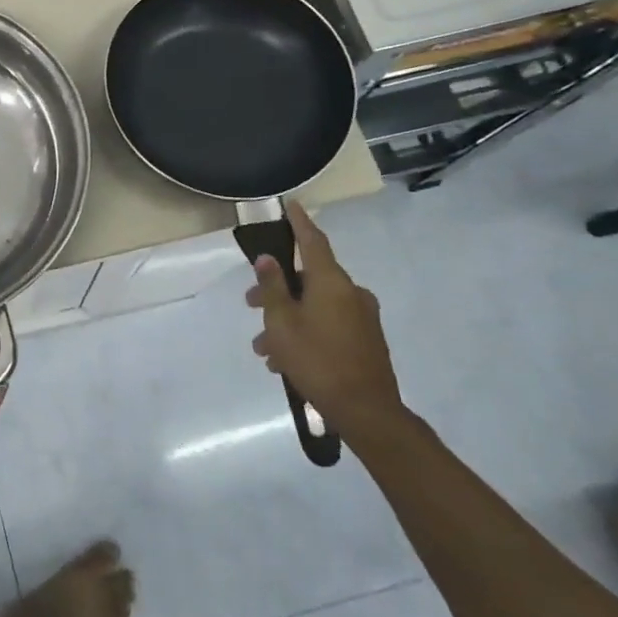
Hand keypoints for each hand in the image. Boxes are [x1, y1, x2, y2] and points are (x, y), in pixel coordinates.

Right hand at [244, 202, 404, 441]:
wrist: (367, 412)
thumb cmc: (317, 360)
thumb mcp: (282, 323)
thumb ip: (272, 287)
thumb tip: (267, 258)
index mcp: (332, 283)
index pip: (313, 241)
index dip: (299, 222)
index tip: (290, 204)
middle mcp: (351, 293)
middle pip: (309, 279)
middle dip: (277, 289)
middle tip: (250, 303)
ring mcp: (362, 318)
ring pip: (315, 306)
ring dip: (288, 319)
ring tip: (264, 348)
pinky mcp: (367, 340)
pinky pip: (329, 324)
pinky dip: (306, 332)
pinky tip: (285, 361)